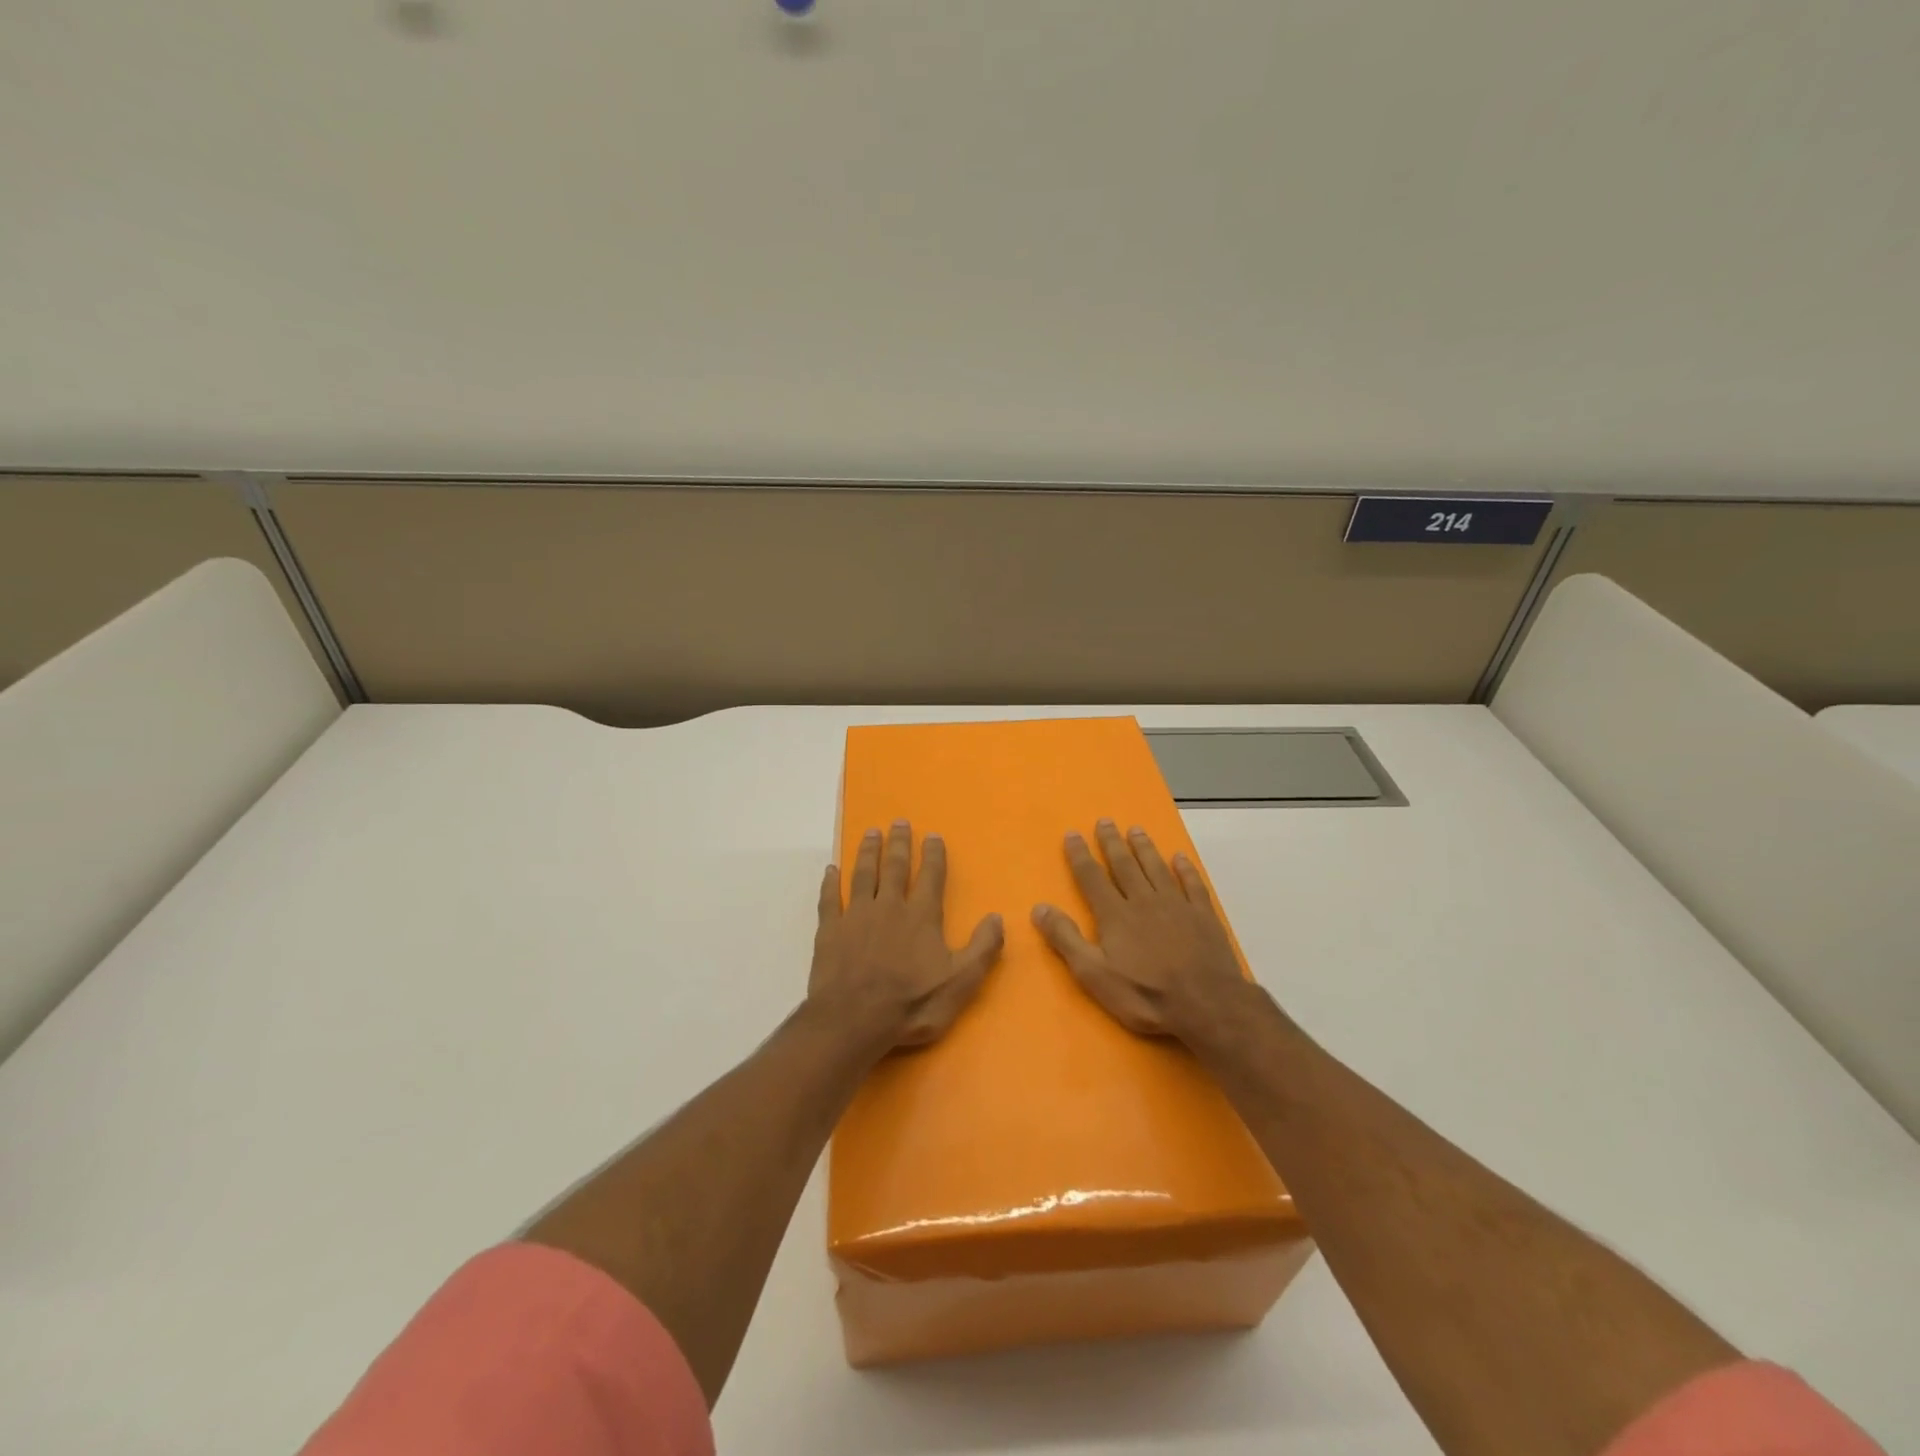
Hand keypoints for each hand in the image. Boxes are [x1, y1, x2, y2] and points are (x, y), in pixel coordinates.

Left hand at [809, 821, 1004, 1048]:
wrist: (854, 1019)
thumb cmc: (912, 1003)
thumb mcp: (961, 982)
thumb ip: (982, 948)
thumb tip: (997, 917)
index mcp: (922, 916)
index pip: (931, 877)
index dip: (933, 855)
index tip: (932, 835)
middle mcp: (889, 906)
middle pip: (896, 867)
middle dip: (899, 844)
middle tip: (899, 822)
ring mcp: (857, 915)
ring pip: (863, 874)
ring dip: (869, 852)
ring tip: (871, 833)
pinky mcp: (830, 930)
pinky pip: (830, 899)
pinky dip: (830, 883)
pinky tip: (830, 870)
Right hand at [1032, 819, 1251, 1041]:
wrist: (1206, 1004)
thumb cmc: (1145, 994)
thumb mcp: (1094, 974)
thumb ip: (1066, 939)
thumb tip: (1039, 907)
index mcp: (1115, 915)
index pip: (1092, 877)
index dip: (1080, 855)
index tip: (1072, 834)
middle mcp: (1143, 901)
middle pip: (1124, 865)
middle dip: (1112, 842)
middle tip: (1105, 821)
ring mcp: (1176, 905)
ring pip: (1156, 868)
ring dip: (1144, 848)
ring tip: (1136, 830)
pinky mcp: (1203, 916)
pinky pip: (1192, 884)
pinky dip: (1185, 869)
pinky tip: (1180, 858)